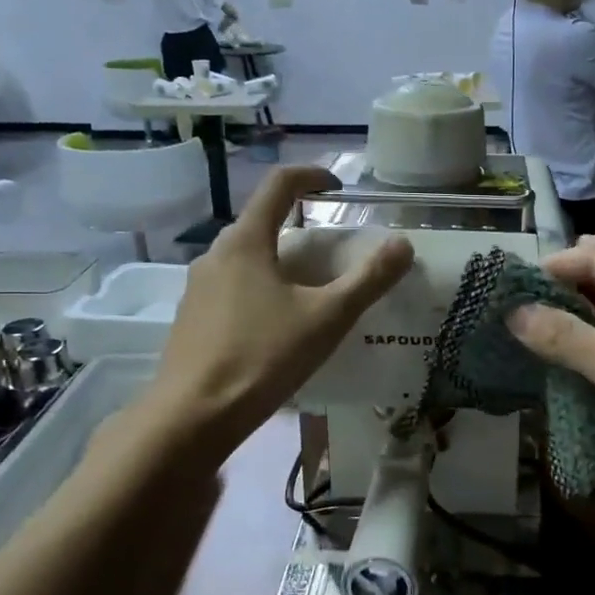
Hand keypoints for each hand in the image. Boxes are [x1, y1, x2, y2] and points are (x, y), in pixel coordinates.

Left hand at [145, 167, 412, 454]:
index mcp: (246, 242)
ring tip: (309, 293)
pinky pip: (232, 288)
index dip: (312, 176)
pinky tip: (277, 327)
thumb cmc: (262, 357)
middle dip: (299, 227)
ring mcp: (197, 288)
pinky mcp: (191, 319)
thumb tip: (403, 244)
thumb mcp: (327, 318)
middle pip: (261, 223)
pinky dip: (260, 290)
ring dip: (279, 262)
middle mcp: (215, 255)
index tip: (339, 188)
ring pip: (245, 259)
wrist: (192, 418)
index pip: (279, 185)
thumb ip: (368, 280)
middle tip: (333, 254)